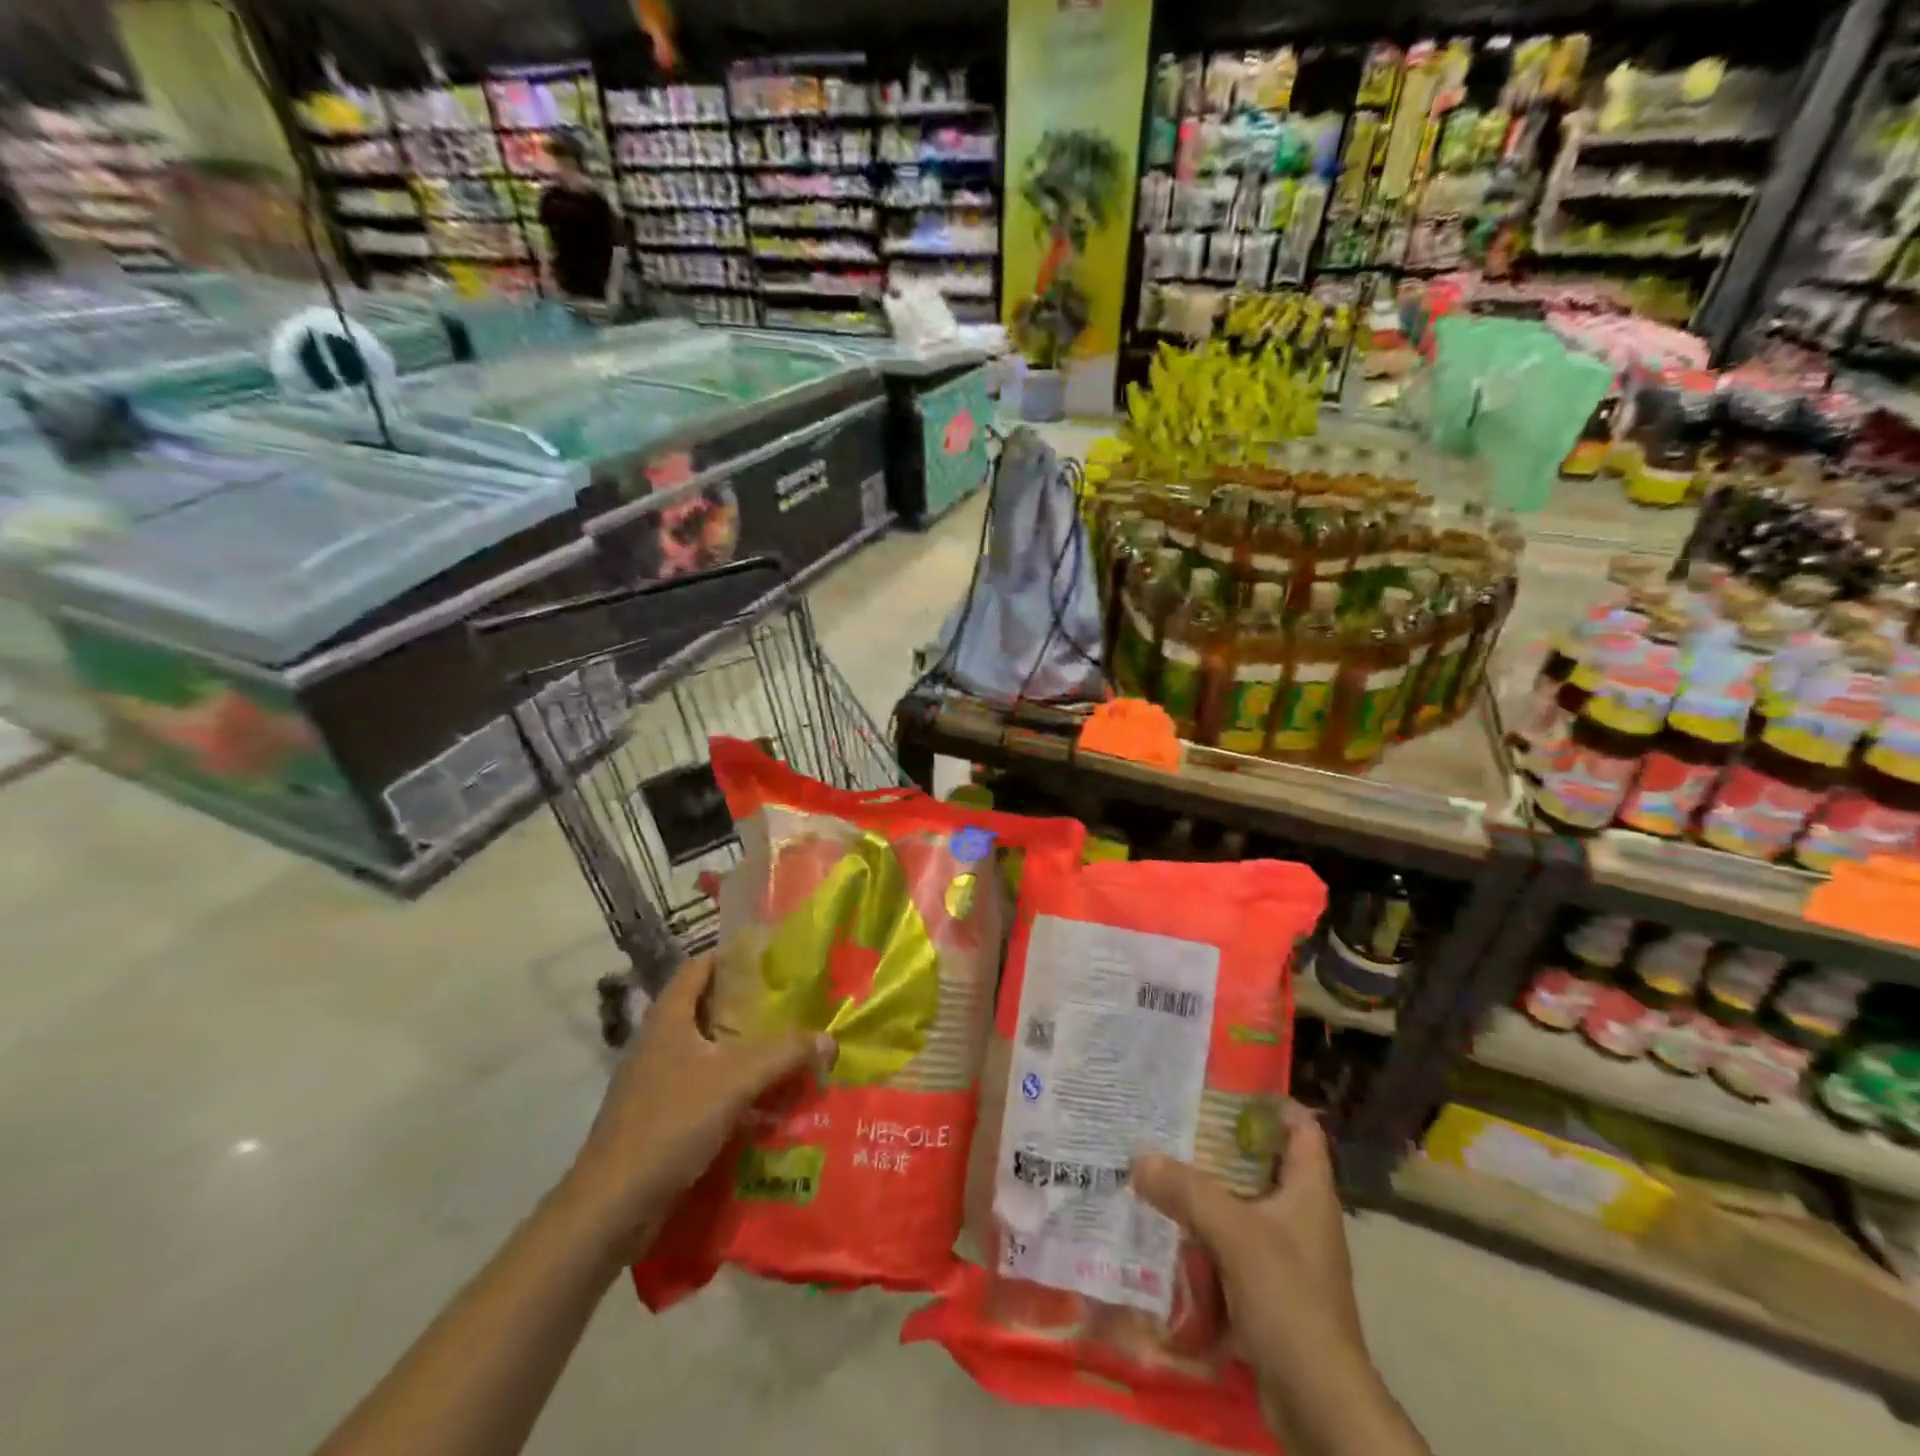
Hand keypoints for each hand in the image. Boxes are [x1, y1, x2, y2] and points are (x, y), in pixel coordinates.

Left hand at [565, 954, 834, 1255]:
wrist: (610, 1208)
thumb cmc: (670, 1124)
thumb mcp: (736, 1081)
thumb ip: (785, 1054)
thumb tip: (829, 1039)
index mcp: (668, 1018)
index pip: (699, 966)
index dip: (733, 957)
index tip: (773, 960)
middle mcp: (657, 1042)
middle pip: (707, 1009)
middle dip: (749, 1009)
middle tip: (792, 1009)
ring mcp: (653, 1082)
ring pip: (706, 1053)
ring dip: (743, 1053)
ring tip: (786, 1054)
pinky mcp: (656, 1118)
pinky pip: (701, 1089)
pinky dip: (731, 1089)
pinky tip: (761, 1104)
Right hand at [1134, 1105, 1421, 1455]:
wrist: (1319, 1406)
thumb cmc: (1289, 1301)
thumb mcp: (1235, 1234)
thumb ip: (1186, 1191)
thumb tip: (1138, 1157)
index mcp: (1309, 1191)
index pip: (1300, 1127)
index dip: (1269, 1102)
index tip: (1221, 1087)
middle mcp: (1301, 1216)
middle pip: (1261, 1163)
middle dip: (1219, 1145)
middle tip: (1173, 1123)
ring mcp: (1287, 1256)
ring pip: (1242, 1206)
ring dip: (1206, 1192)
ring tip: (1160, 1168)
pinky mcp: (1269, 1290)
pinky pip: (1232, 1247)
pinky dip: (1205, 1236)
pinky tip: (1168, 1230)